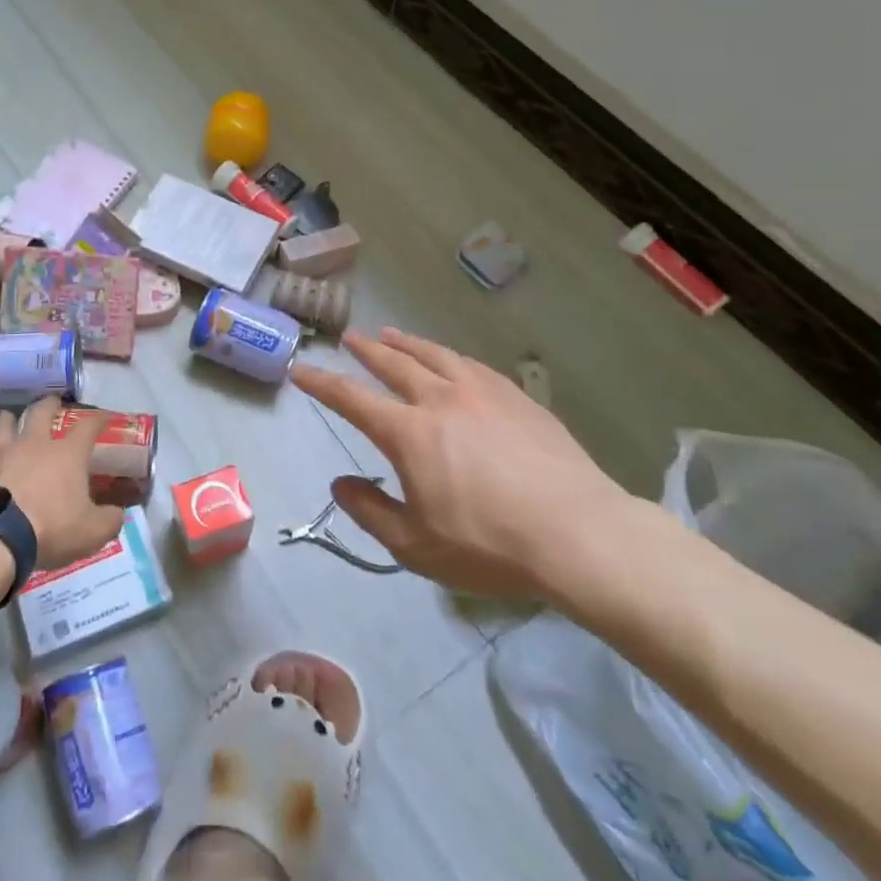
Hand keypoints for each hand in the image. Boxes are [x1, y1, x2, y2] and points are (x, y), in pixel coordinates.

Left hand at [0, 398, 122, 569]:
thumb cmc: (48, 530)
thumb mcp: (91, 533)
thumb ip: (110, 520)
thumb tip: (119, 512)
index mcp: (66, 454)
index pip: (88, 426)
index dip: (98, 419)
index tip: (103, 417)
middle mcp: (33, 442)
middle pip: (41, 410)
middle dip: (49, 404)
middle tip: (52, 404)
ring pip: (3, 421)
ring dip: (9, 420)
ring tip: (10, 423)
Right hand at [292, 328, 643, 598]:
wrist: (579, 536)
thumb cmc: (489, 545)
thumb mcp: (415, 546)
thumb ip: (370, 512)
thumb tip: (340, 485)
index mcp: (409, 433)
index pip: (352, 399)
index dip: (323, 383)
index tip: (301, 369)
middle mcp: (440, 400)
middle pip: (395, 364)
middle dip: (367, 350)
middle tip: (351, 337)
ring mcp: (483, 394)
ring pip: (435, 356)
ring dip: (407, 343)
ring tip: (391, 334)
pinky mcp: (518, 399)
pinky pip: (473, 366)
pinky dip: (450, 357)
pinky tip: (452, 360)